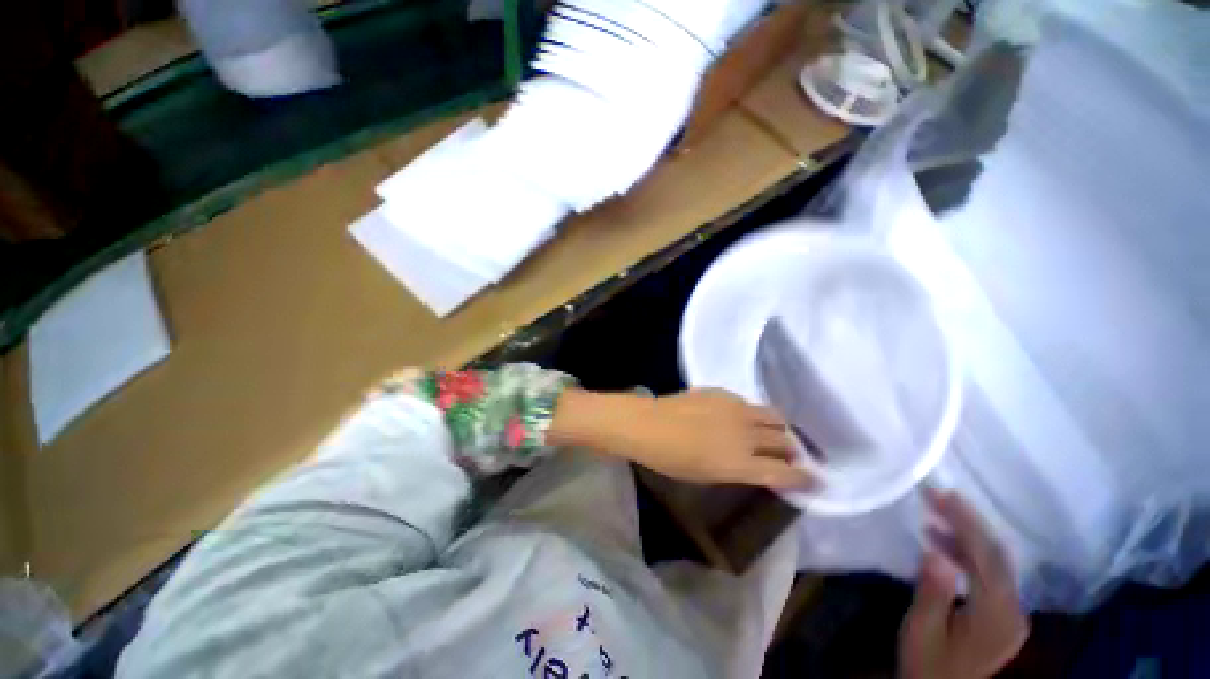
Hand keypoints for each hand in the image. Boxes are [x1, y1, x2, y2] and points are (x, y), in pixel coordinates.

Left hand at [549, 388, 813, 489]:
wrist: (647, 424)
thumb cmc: (670, 459)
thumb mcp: (708, 475)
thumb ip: (739, 470)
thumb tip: (758, 467)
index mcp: (741, 463)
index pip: (786, 473)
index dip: (805, 480)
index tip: (816, 482)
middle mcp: (746, 433)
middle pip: (786, 441)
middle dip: (794, 451)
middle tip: (790, 457)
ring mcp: (736, 408)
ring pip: (774, 416)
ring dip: (779, 429)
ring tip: (772, 435)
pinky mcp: (723, 392)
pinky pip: (749, 403)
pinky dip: (753, 414)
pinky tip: (740, 418)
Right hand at [899, 489, 1028, 678]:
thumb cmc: (927, 663)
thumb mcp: (922, 630)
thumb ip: (933, 592)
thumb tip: (935, 551)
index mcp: (997, 616)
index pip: (987, 558)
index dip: (965, 523)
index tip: (940, 495)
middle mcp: (1014, 611)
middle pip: (998, 556)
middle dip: (970, 521)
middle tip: (938, 495)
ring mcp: (1012, 614)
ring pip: (996, 563)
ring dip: (968, 535)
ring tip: (936, 513)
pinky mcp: (1003, 616)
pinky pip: (991, 575)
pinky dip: (969, 554)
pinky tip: (945, 545)